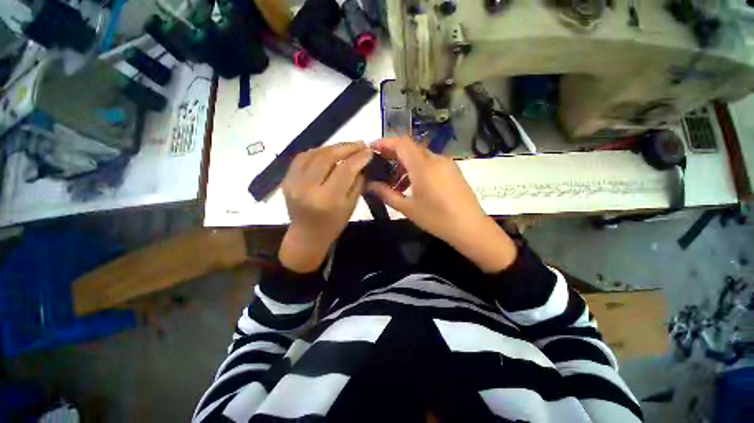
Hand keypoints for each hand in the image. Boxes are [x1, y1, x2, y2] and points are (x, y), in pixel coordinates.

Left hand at [278, 142, 372, 272]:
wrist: (306, 235)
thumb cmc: (333, 224)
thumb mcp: (351, 206)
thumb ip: (357, 183)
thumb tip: (362, 162)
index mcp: (327, 199)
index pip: (345, 170)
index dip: (359, 157)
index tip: (369, 151)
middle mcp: (308, 188)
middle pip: (328, 157)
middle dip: (347, 146)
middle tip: (360, 144)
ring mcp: (293, 182)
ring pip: (314, 153)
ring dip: (333, 147)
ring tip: (347, 146)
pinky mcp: (286, 179)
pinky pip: (302, 157)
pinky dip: (317, 151)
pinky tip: (328, 151)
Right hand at [367, 137, 516, 272]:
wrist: (470, 227)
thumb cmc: (436, 218)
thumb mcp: (408, 208)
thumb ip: (386, 194)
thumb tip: (370, 185)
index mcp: (423, 166)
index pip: (402, 143)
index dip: (385, 142)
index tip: (373, 148)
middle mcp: (436, 159)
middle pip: (411, 148)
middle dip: (393, 154)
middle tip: (380, 166)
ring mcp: (447, 164)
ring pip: (421, 156)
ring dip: (405, 164)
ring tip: (395, 182)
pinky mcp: (453, 171)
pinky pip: (431, 163)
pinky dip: (417, 169)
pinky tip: (412, 185)